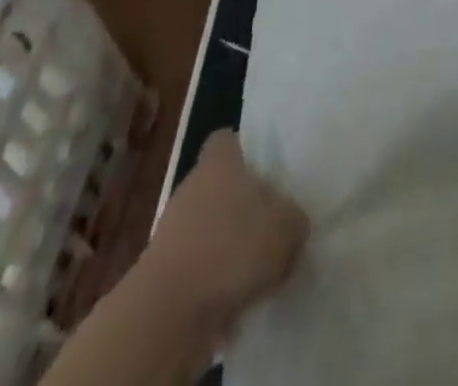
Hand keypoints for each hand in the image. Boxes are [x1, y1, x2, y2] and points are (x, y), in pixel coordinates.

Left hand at [142, 129, 308, 321]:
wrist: (165, 315)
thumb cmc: (230, 249)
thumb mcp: (286, 229)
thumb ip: (295, 219)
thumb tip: (291, 222)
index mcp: (219, 163)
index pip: (226, 141)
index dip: (244, 150)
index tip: (264, 170)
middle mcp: (192, 188)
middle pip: (219, 186)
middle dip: (242, 206)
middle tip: (271, 226)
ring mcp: (171, 232)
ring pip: (208, 229)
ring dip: (228, 247)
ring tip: (257, 272)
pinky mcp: (162, 275)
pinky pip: (197, 268)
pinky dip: (213, 283)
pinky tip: (235, 301)